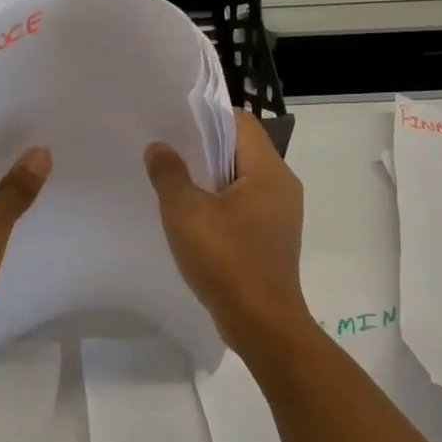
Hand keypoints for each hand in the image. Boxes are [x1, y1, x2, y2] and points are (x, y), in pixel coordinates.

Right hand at [145, 111, 307, 351]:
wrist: (261, 323)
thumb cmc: (226, 260)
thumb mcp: (186, 213)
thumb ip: (169, 174)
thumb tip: (159, 148)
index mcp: (269, 171)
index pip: (240, 123)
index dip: (207, 118)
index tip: (173, 124)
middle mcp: (282, 186)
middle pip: (241, 150)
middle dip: (204, 148)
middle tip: (166, 152)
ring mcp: (280, 214)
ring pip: (241, 180)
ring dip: (209, 179)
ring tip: (174, 183)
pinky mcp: (272, 238)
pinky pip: (244, 206)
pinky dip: (219, 204)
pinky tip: (193, 219)